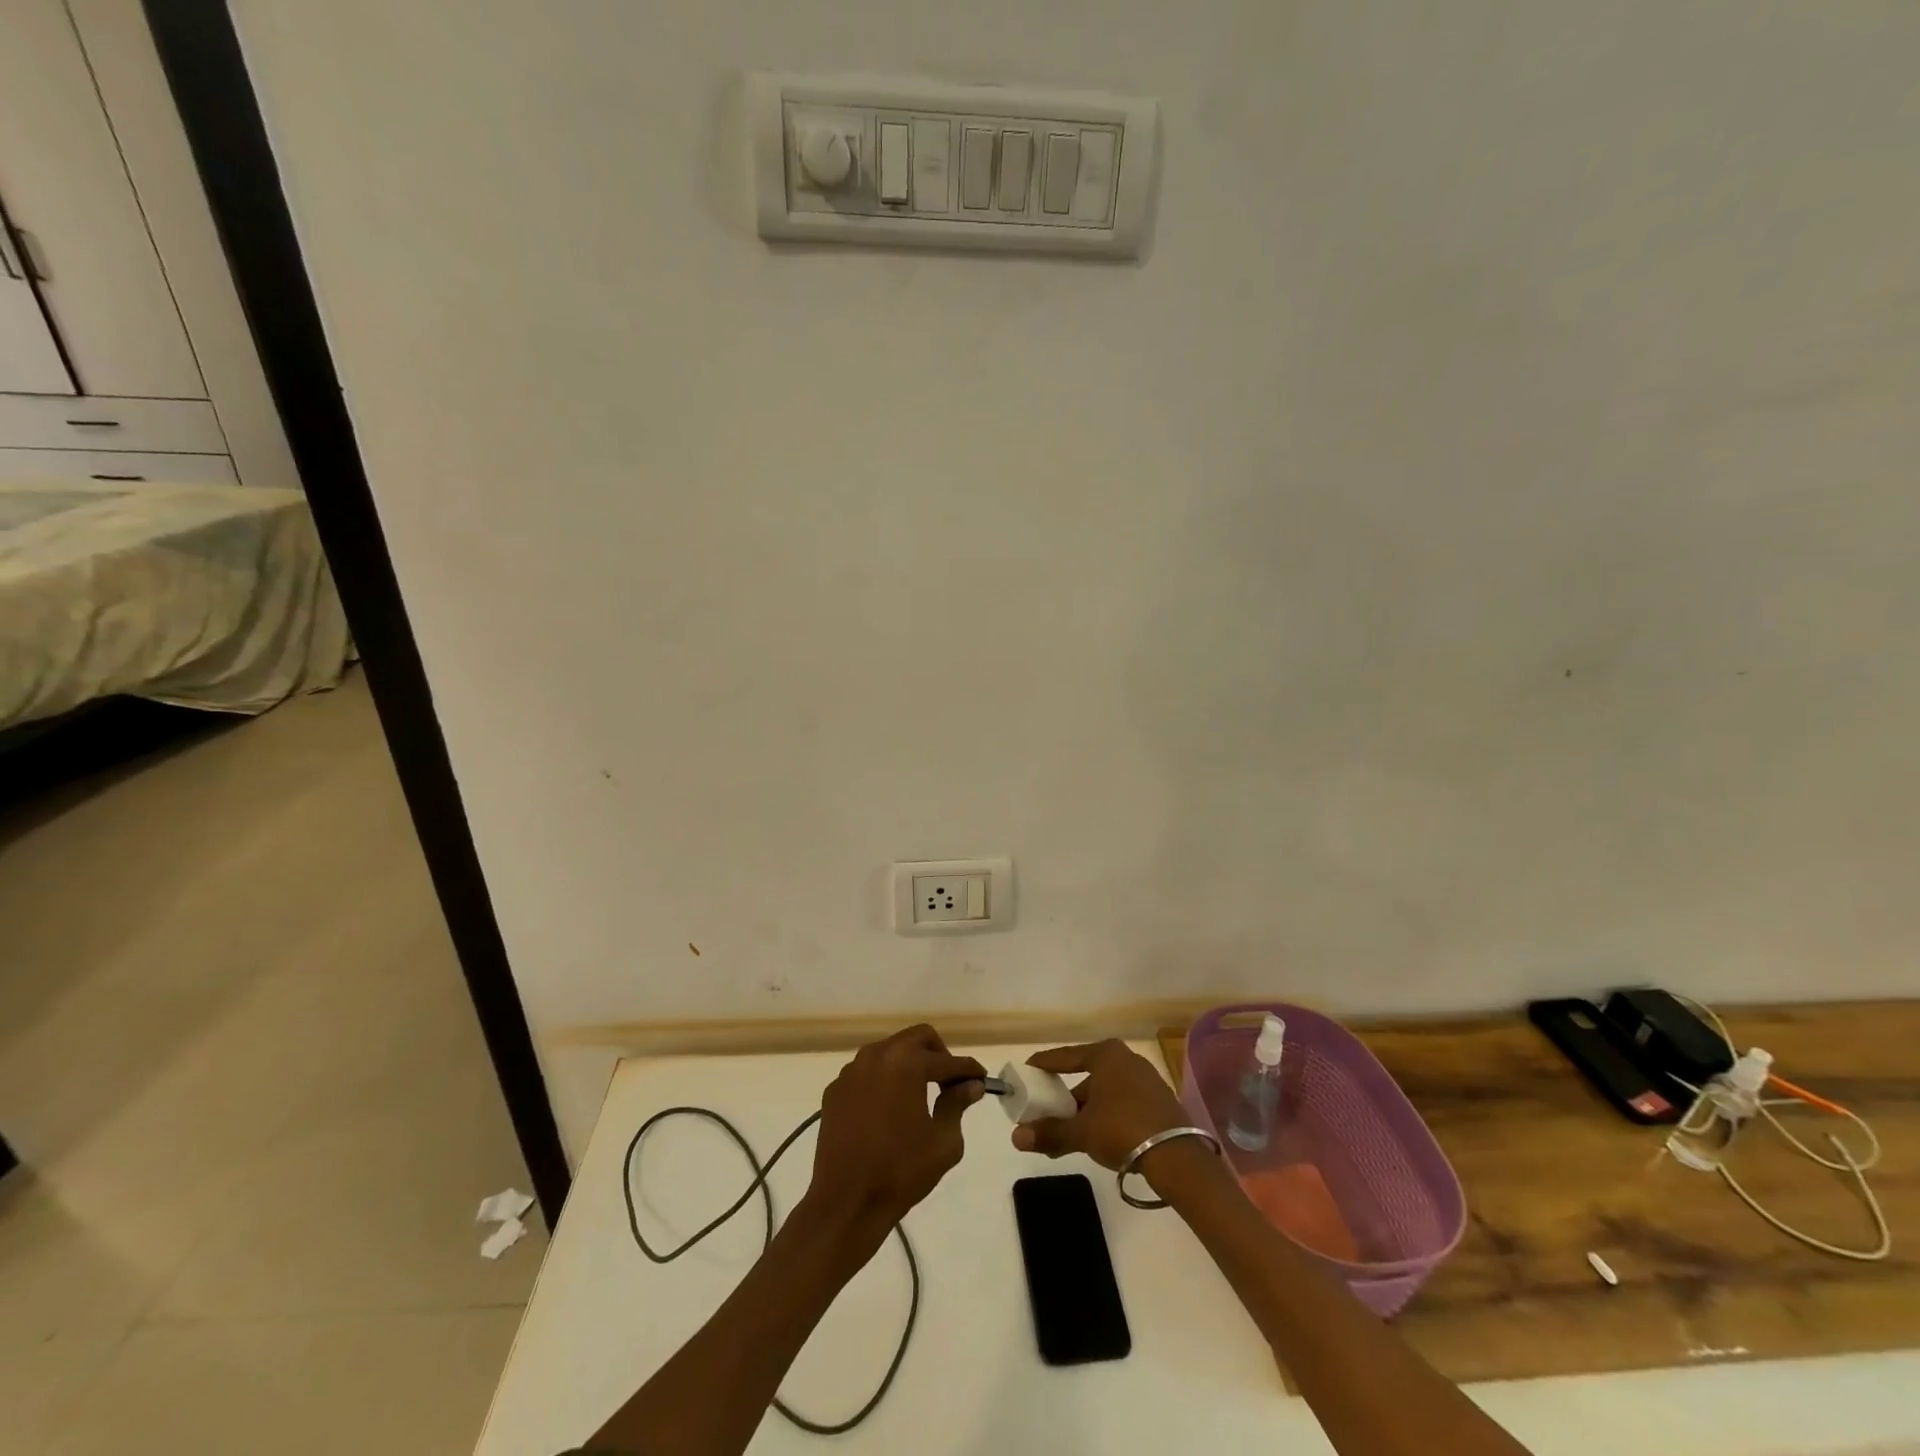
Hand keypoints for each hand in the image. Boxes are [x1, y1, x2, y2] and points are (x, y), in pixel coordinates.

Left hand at [807, 1025, 985, 1232]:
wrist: (846, 1203)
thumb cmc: (901, 1171)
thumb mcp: (943, 1142)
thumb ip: (957, 1104)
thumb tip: (970, 1085)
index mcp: (906, 1062)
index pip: (947, 1060)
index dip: (969, 1070)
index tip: (981, 1080)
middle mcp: (877, 1055)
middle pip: (917, 1038)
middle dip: (939, 1055)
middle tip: (950, 1082)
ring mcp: (852, 1071)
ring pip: (890, 1051)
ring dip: (909, 1064)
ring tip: (920, 1094)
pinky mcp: (835, 1089)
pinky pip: (867, 1073)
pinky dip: (884, 1081)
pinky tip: (889, 1109)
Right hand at [1010, 1039, 1188, 1169]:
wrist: (1177, 1157)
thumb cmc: (1122, 1130)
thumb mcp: (1081, 1132)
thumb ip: (1050, 1132)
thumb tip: (1016, 1137)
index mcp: (1105, 1055)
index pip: (1065, 1057)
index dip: (1043, 1065)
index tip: (1027, 1072)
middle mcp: (1126, 1059)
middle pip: (1086, 1076)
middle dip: (1066, 1097)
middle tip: (1047, 1112)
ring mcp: (1146, 1080)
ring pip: (1105, 1092)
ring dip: (1086, 1111)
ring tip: (1069, 1133)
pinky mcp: (1159, 1101)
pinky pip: (1123, 1103)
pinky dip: (1107, 1115)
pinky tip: (1098, 1136)